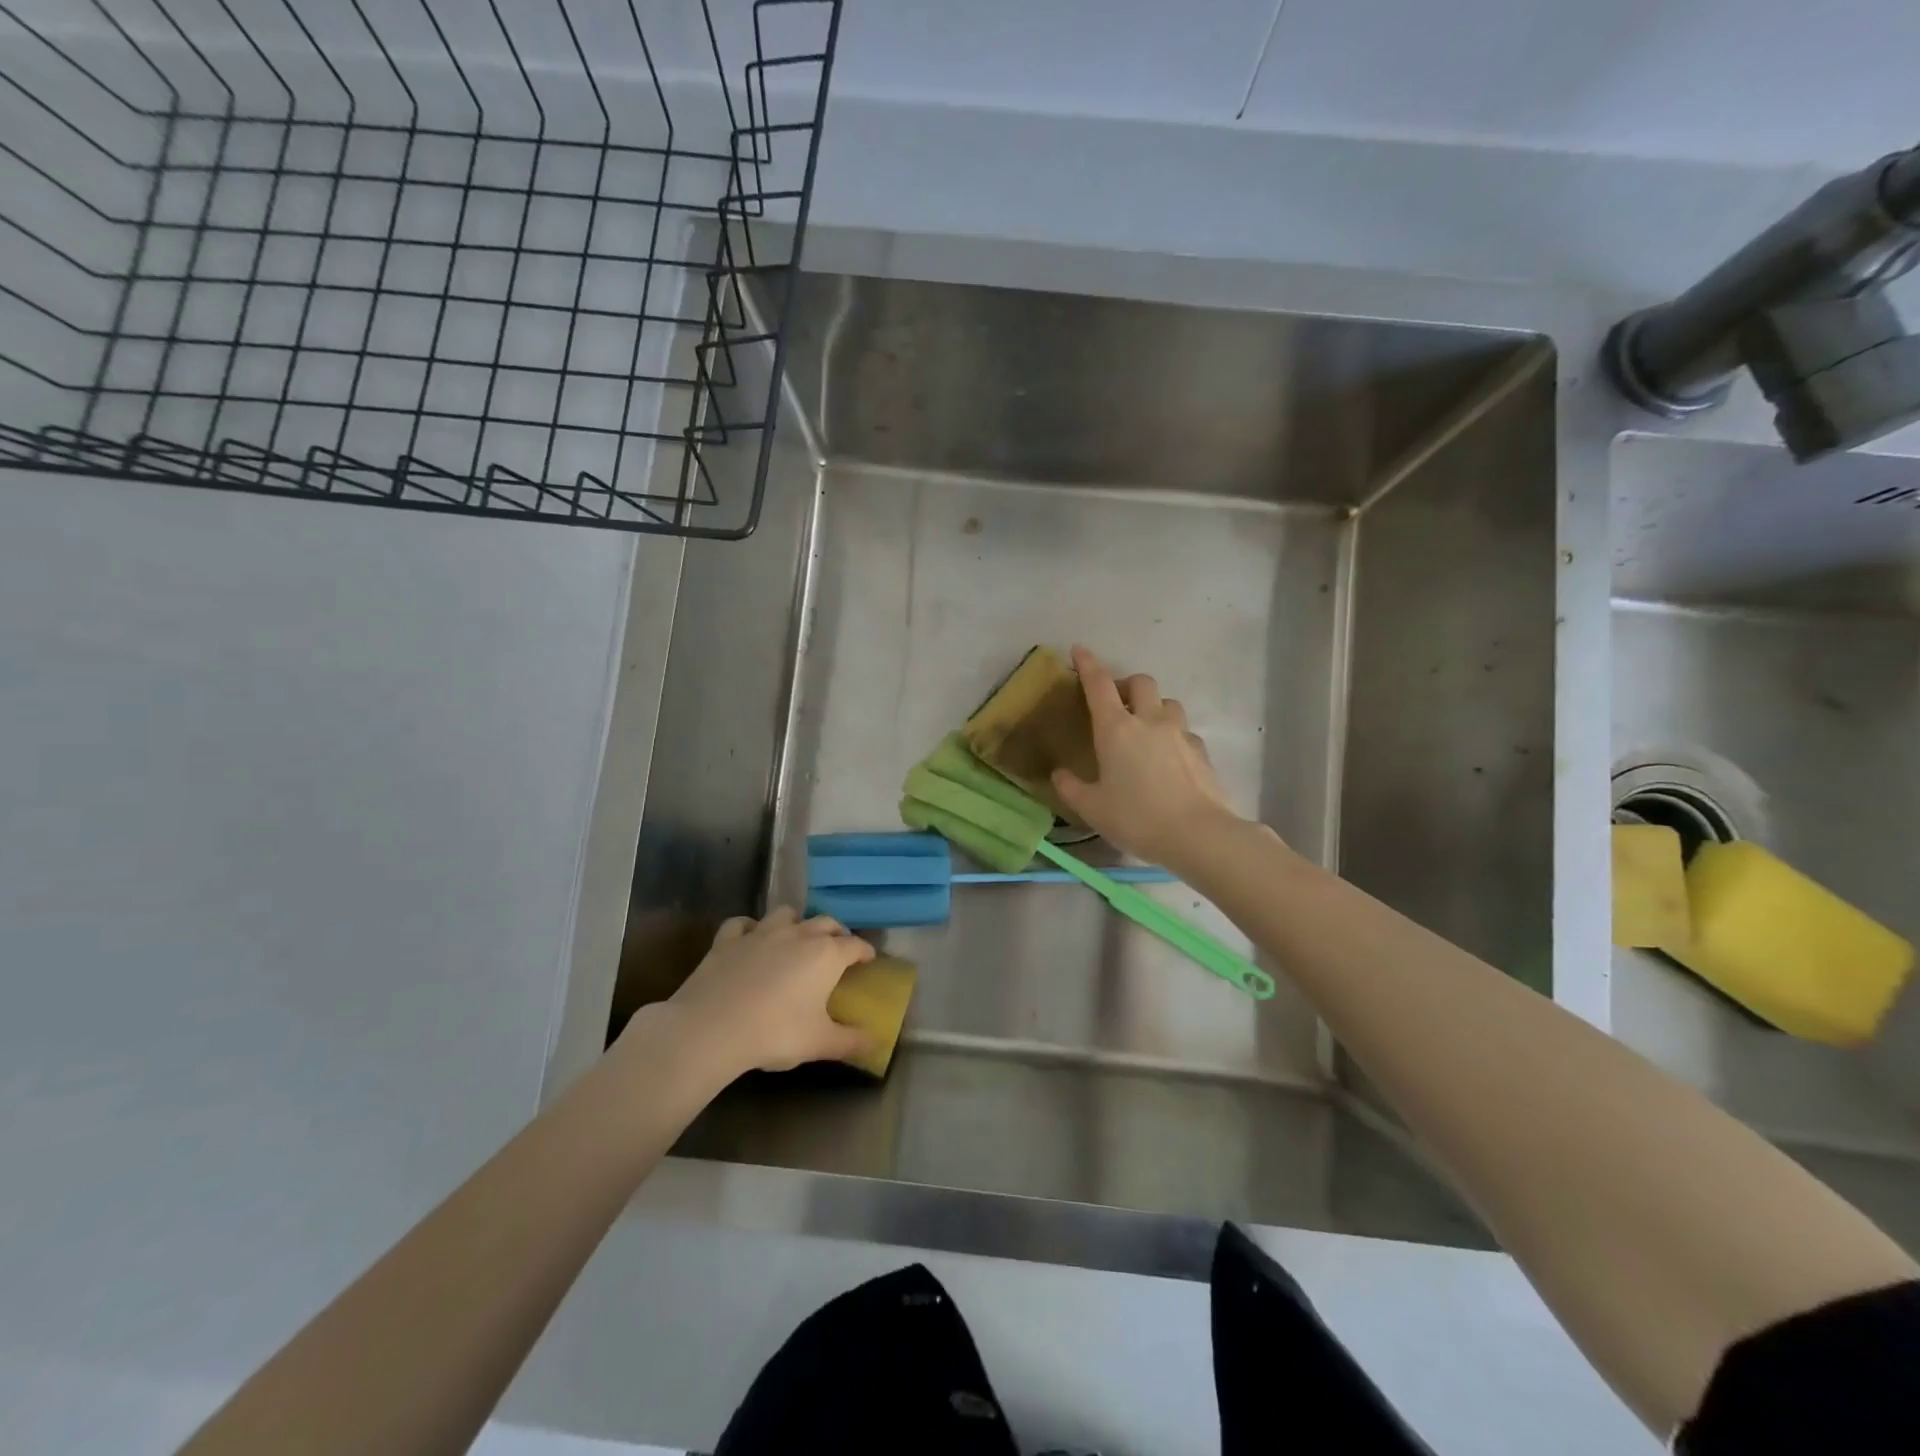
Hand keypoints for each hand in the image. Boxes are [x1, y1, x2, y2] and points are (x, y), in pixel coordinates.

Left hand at [659, 908, 875, 1076]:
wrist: (711, 1028)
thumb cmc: (775, 1033)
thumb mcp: (820, 1043)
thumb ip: (851, 1042)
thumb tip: (876, 1044)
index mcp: (826, 955)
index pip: (855, 945)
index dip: (865, 952)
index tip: (868, 960)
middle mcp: (798, 934)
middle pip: (825, 922)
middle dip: (836, 932)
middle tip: (838, 949)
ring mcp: (761, 933)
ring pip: (786, 914)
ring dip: (796, 922)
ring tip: (796, 938)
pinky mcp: (728, 940)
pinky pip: (742, 923)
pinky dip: (750, 928)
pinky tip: (750, 939)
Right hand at [1051, 644, 1245, 866]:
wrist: (1197, 834)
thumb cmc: (1136, 817)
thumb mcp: (1092, 808)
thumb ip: (1071, 788)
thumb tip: (1059, 774)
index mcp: (1116, 729)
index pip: (1099, 684)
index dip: (1088, 664)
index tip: (1079, 650)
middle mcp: (1149, 721)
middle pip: (1140, 683)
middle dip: (1126, 684)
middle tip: (1115, 702)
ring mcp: (1180, 733)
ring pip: (1168, 702)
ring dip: (1154, 706)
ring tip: (1145, 727)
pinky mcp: (1201, 751)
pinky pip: (1185, 730)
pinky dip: (1173, 734)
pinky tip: (1168, 756)